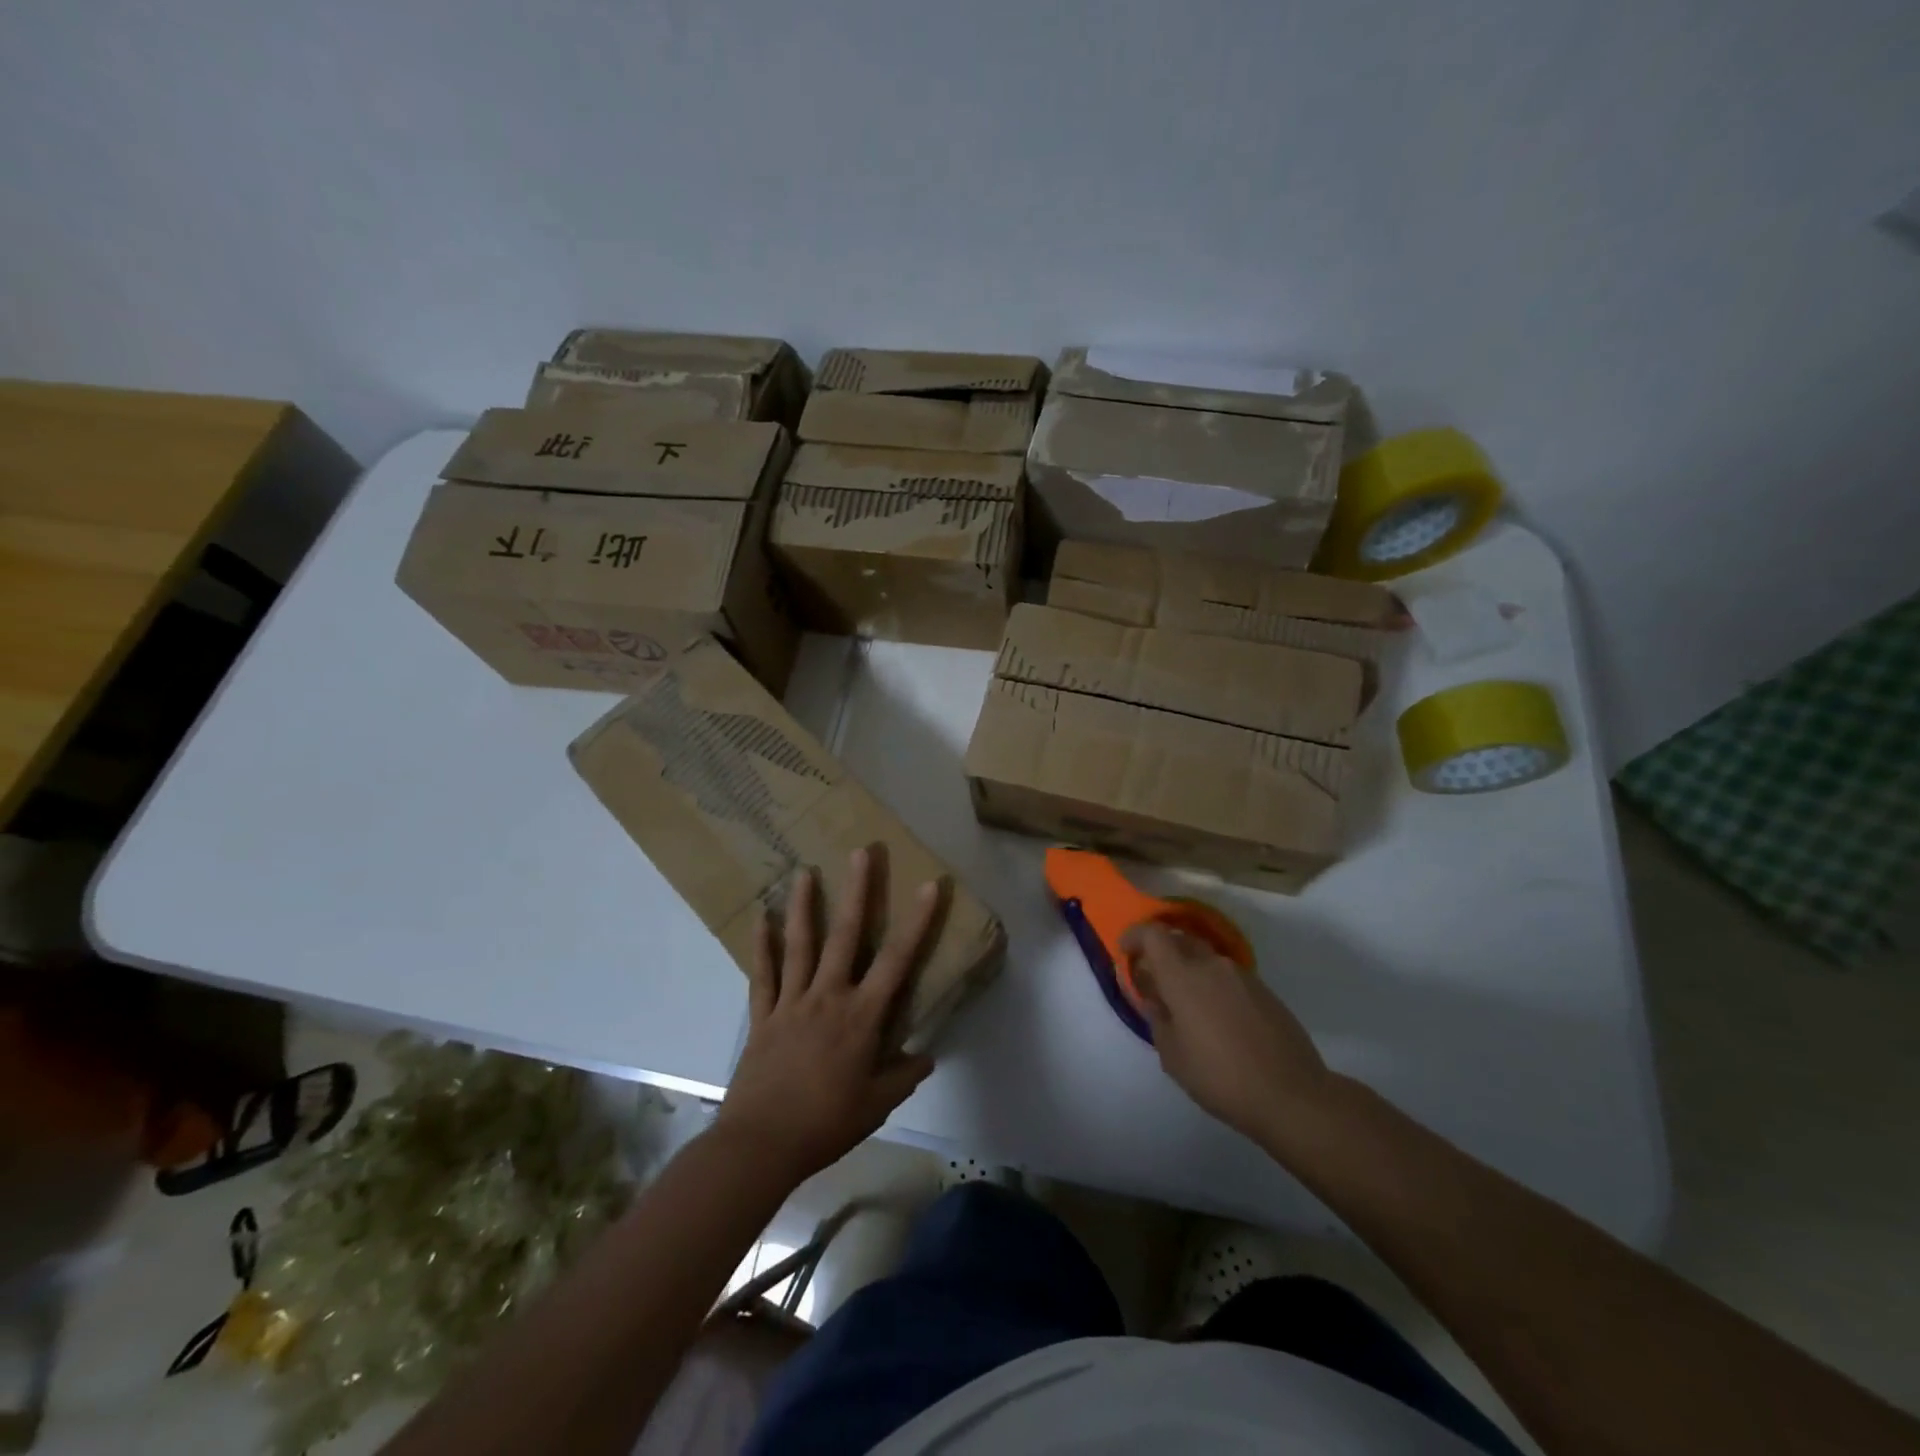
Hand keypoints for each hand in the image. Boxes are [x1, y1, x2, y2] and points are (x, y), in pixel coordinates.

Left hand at [712, 848, 940, 1185]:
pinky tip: (761, 918)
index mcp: (861, 1016)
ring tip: (804, 871)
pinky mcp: (763, 1016)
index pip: (897, 960)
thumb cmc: (826, 1124)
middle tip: (861, 852)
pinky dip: (762, 946)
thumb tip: (927, 1057)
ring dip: (804, 906)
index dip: (917, 921)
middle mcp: (828, 997)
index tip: (929, 885)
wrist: (761, 1145)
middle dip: (857, 892)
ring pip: (800, 945)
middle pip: (845, 936)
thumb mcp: (876, 1105)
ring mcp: (791, 1002)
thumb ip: (904, 1076)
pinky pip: (763, 975)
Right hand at [1122, 923, 1335, 1143]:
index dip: (1135, 936)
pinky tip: (1216, 1019)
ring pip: (1206, 959)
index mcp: (1183, 976)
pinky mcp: (1265, 992)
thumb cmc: (1220, 1077)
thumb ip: (1157, 1018)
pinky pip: (1227, 977)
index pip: (1153, 934)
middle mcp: (1212, 965)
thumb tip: (1155, 998)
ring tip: (1185, 1005)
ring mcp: (1242, 976)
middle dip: (1161, 953)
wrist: (1291, 1095)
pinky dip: (1213, 985)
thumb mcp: (1172, 1055)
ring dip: (1189, 970)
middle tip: (1153, 981)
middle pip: (1180, 940)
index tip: (1126, 952)